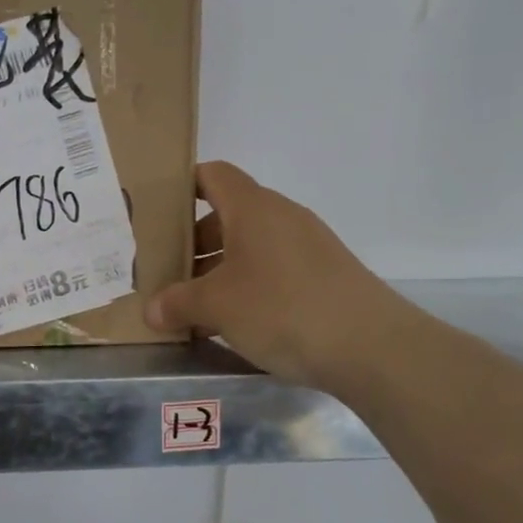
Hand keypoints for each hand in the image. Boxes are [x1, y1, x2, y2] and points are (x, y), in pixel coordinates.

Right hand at [143, 161, 395, 389]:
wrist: (371, 347)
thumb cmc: (282, 308)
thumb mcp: (217, 306)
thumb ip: (178, 303)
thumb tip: (152, 309)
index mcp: (253, 208)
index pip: (212, 175)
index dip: (182, 187)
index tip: (155, 213)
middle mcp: (281, 217)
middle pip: (226, 216)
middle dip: (192, 243)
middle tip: (165, 273)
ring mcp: (307, 247)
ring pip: (248, 247)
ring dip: (217, 271)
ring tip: (191, 306)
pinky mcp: (323, 277)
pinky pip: (272, 270)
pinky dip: (246, 287)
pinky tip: (231, 323)